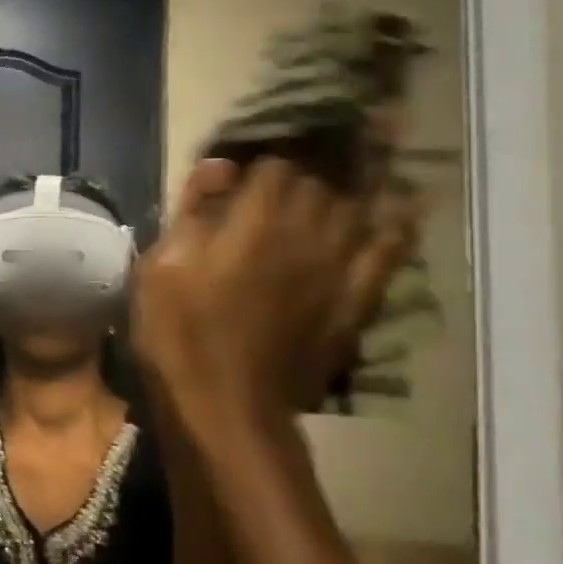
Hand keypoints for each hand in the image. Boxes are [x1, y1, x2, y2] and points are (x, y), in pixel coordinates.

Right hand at [131, 159, 413, 438]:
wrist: (225, 407)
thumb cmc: (180, 333)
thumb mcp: (161, 267)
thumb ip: (191, 210)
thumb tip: (222, 165)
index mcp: (255, 221)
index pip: (275, 164)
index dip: (265, 155)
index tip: (254, 160)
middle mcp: (304, 233)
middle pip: (320, 180)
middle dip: (307, 166)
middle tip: (297, 163)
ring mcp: (337, 268)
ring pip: (357, 207)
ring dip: (352, 184)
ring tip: (356, 163)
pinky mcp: (355, 301)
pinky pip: (389, 254)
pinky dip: (397, 228)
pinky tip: (402, 210)